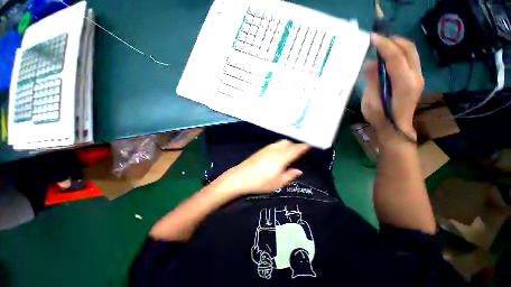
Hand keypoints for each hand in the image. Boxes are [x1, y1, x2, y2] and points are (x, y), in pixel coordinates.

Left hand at [212, 139, 309, 196]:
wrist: (240, 177)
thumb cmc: (260, 182)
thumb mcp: (277, 183)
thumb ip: (290, 175)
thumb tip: (299, 171)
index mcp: (281, 158)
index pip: (295, 149)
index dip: (303, 147)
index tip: (308, 145)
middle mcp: (275, 150)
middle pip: (288, 143)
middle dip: (295, 145)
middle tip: (299, 152)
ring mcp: (267, 149)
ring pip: (281, 142)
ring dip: (287, 145)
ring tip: (289, 152)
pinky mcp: (261, 150)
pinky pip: (274, 144)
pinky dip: (280, 146)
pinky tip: (278, 153)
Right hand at [362, 34, 423, 144]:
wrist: (396, 129)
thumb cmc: (381, 119)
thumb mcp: (371, 101)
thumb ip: (372, 81)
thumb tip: (370, 64)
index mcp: (404, 84)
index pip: (396, 57)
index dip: (384, 45)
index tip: (372, 38)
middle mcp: (415, 77)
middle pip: (408, 49)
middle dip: (393, 41)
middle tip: (377, 40)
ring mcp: (418, 77)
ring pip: (411, 52)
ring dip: (397, 45)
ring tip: (381, 46)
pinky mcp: (416, 79)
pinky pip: (410, 59)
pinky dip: (399, 53)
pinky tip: (387, 57)